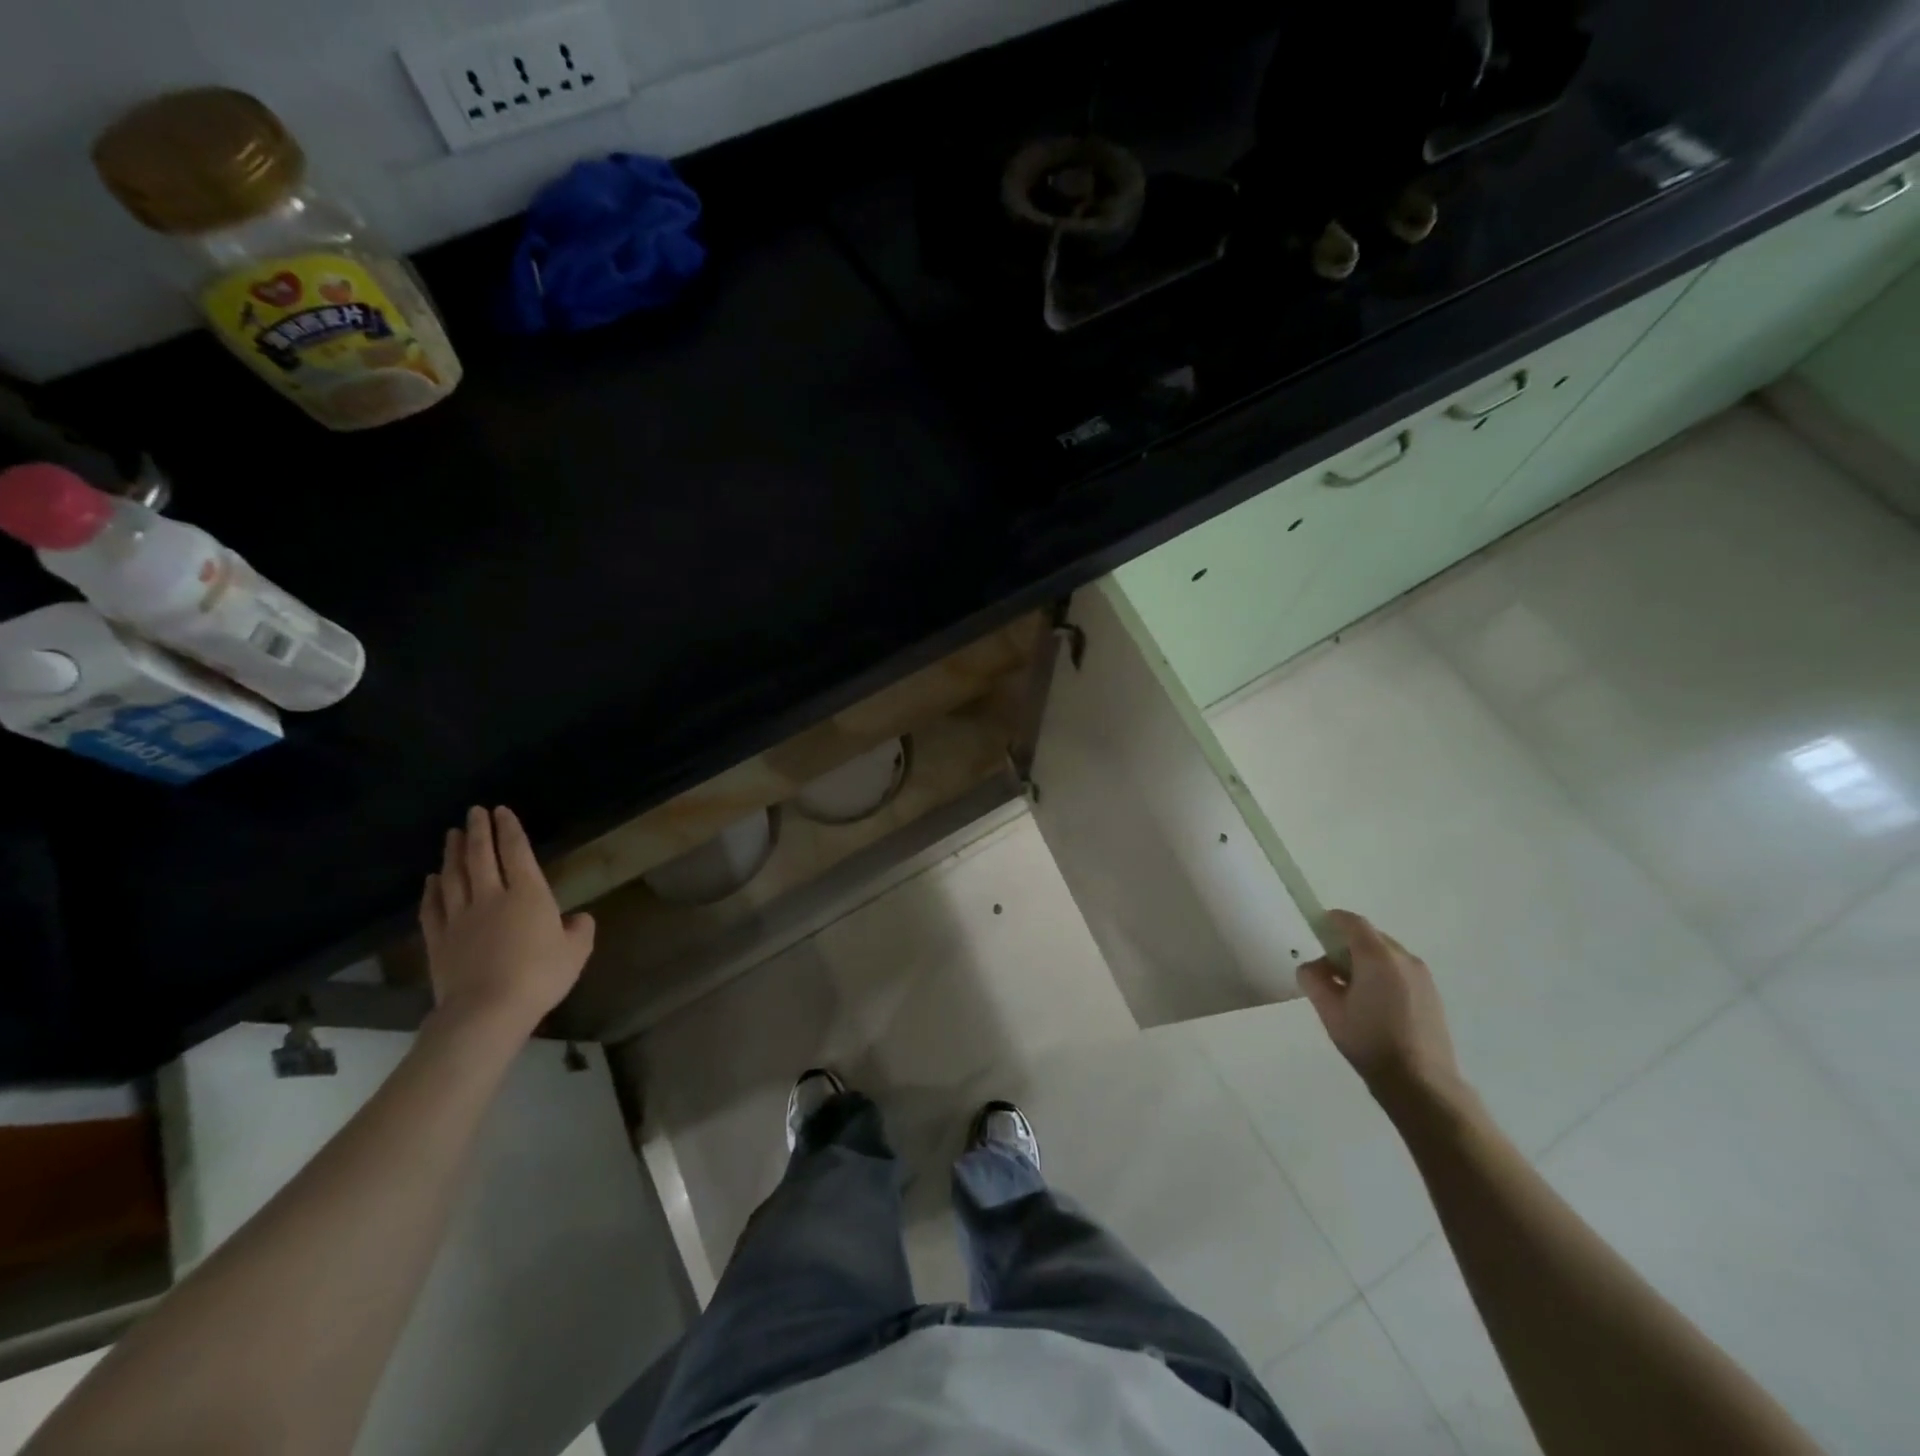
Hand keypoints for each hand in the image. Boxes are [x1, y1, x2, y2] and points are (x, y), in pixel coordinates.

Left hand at [419, 806, 594, 1036]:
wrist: (486, 1011)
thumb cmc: (539, 976)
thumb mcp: (576, 952)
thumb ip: (579, 930)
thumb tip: (578, 919)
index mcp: (528, 894)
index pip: (517, 852)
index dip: (509, 830)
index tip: (502, 810)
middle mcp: (491, 897)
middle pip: (480, 857)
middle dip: (478, 831)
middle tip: (474, 812)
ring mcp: (460, 918)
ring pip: (453, 877)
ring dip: (452, 853)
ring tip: (452, 835)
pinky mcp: (439, 940)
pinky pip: (433, 908)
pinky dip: (432, 890)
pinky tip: (431, 880)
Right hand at [1298, 910, 1463, 1108]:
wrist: (1421, 1083)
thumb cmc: (1369, 1041)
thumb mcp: (1329, 1009)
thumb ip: (1314, 978)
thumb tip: (1313, 966)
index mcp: (1377, 956)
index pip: (1352, 922)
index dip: (1331, 920)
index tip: (1316, 930)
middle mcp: (1404, 958)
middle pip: (1370, 937)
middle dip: (1347, 945)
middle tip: (1329, 970)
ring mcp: (1422, 976)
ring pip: (1386, 955)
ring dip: (1366, 961)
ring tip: (1352, 992)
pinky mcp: (1432, 994)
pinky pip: (1400, 971)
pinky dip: (1383, 975)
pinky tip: (1374, 1005)